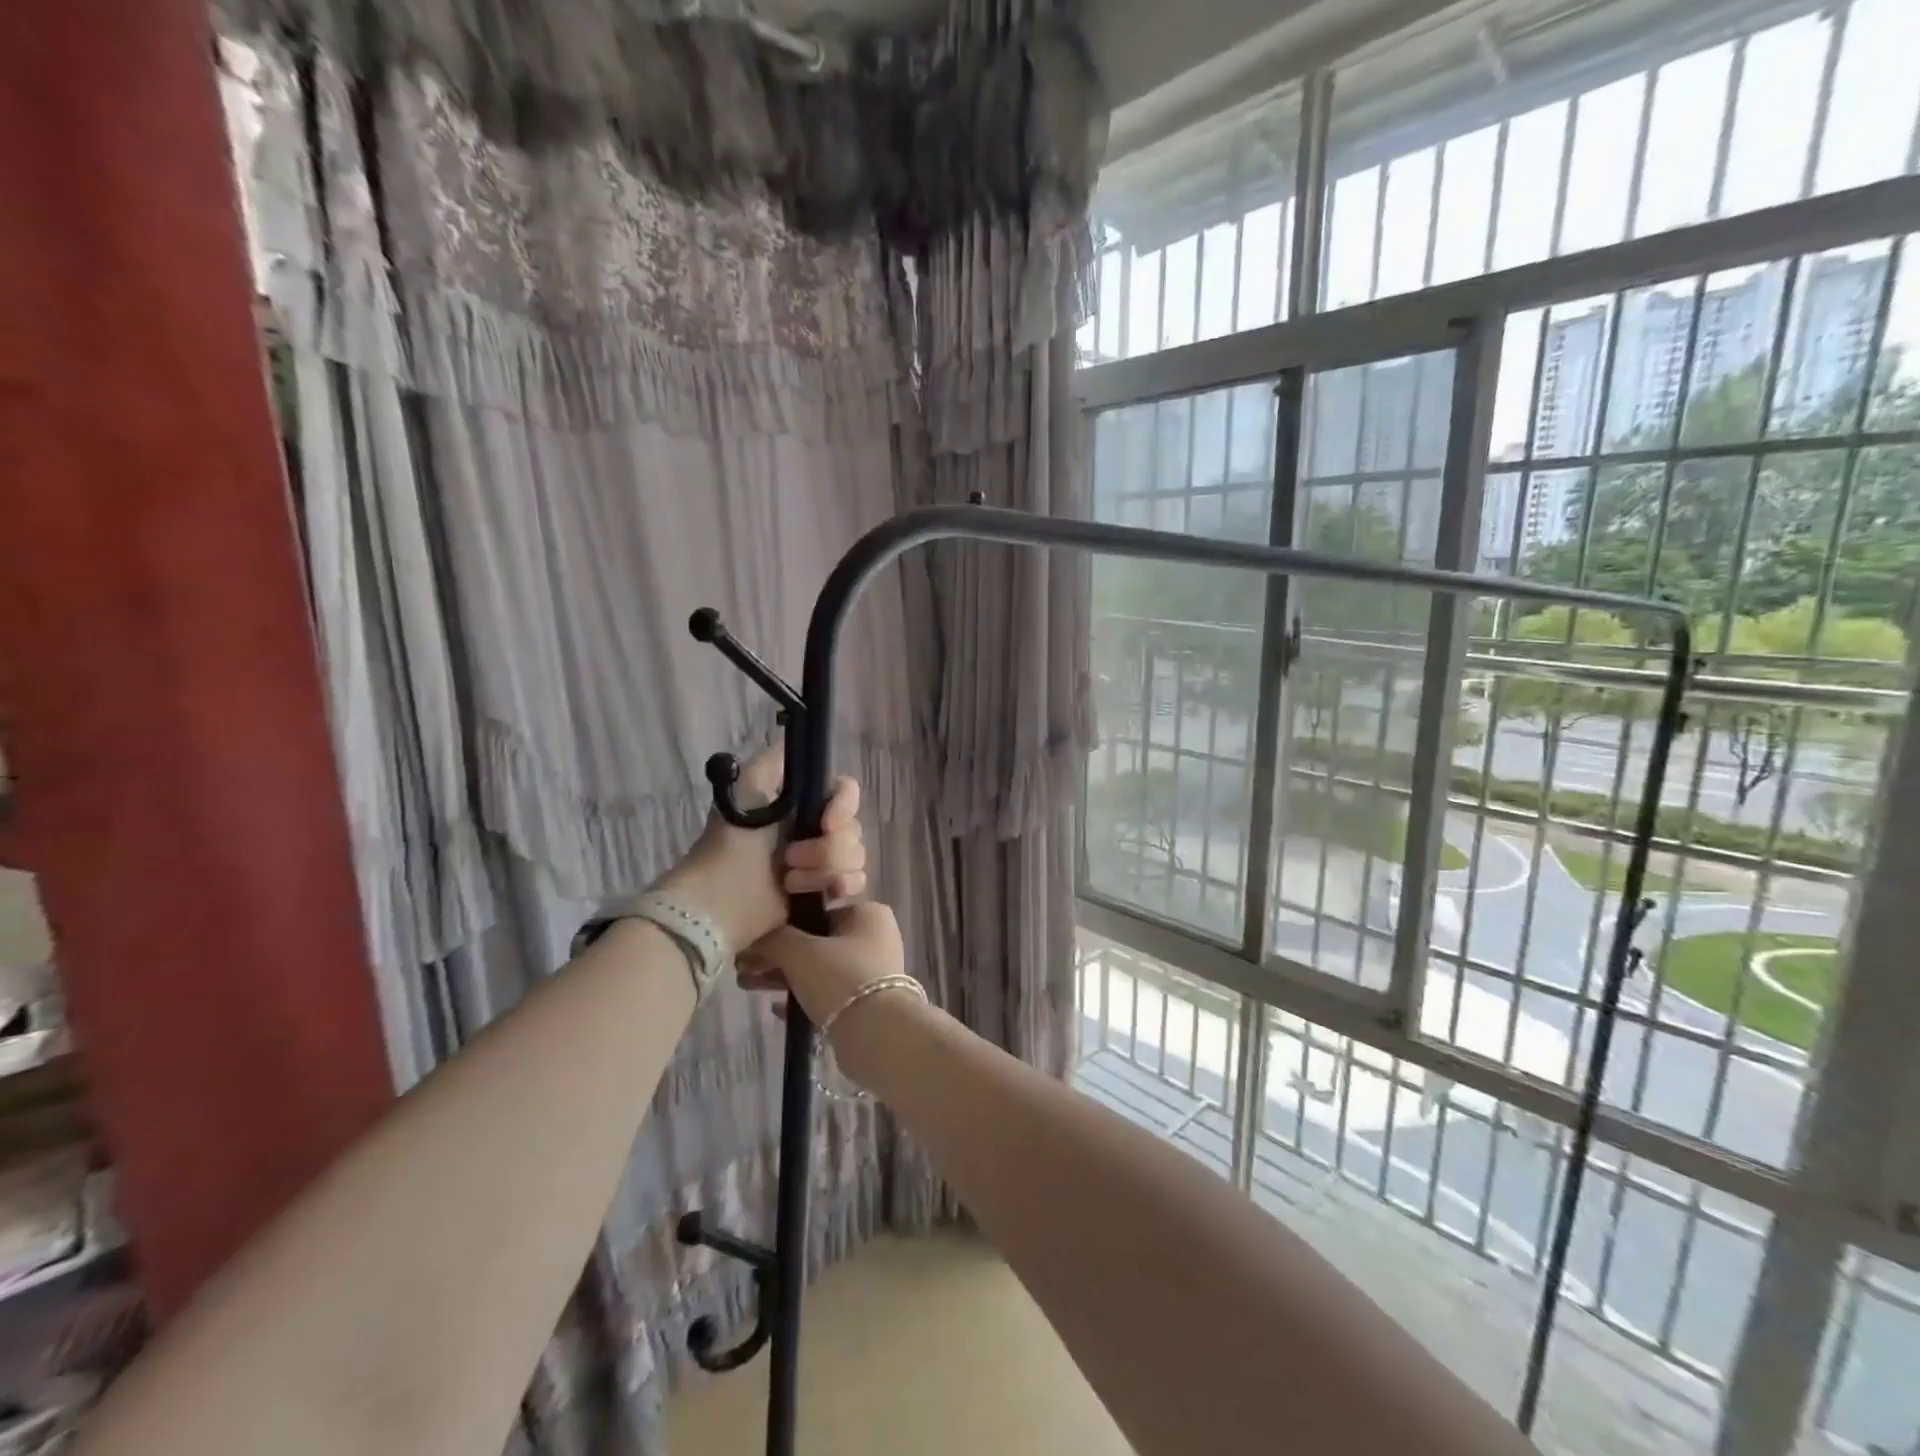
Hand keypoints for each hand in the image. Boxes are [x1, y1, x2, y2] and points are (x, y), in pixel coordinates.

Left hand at [657, 746, 865, 952]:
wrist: (722, 895)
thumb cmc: (734, 837)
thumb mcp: (750, 782)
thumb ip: (781, 757)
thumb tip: (810, 745)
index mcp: (804, 800)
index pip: (846, 791)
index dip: (843, 806)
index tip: (826, 823)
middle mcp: (817, 826)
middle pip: (854, 827)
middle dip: (827, 847)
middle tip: (789, 857)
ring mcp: (823, 860)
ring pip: (856, 856)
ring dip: (825, 869)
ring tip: (789, 880)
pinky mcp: (824, 890)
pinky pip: (855, 882)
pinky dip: (837, 886)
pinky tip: (812, 893)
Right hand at [736, 902, 907, 1034]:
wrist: (877, 1036)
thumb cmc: (841, 977)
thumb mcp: (800, 952)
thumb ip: (775, 939)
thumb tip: (754, 936)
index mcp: (868, 914)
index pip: (820, 910)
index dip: (784, 923)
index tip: (755, 936)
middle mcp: (875, 938)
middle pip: (817, 941)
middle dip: (779, 954)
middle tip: (744, 963)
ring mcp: (872, 972)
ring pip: (820, 969)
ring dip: (784, 976)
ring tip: (746, 983)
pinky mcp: (866, 1003)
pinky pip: (827, 993)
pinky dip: (802, 996)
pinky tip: (774, 1008)